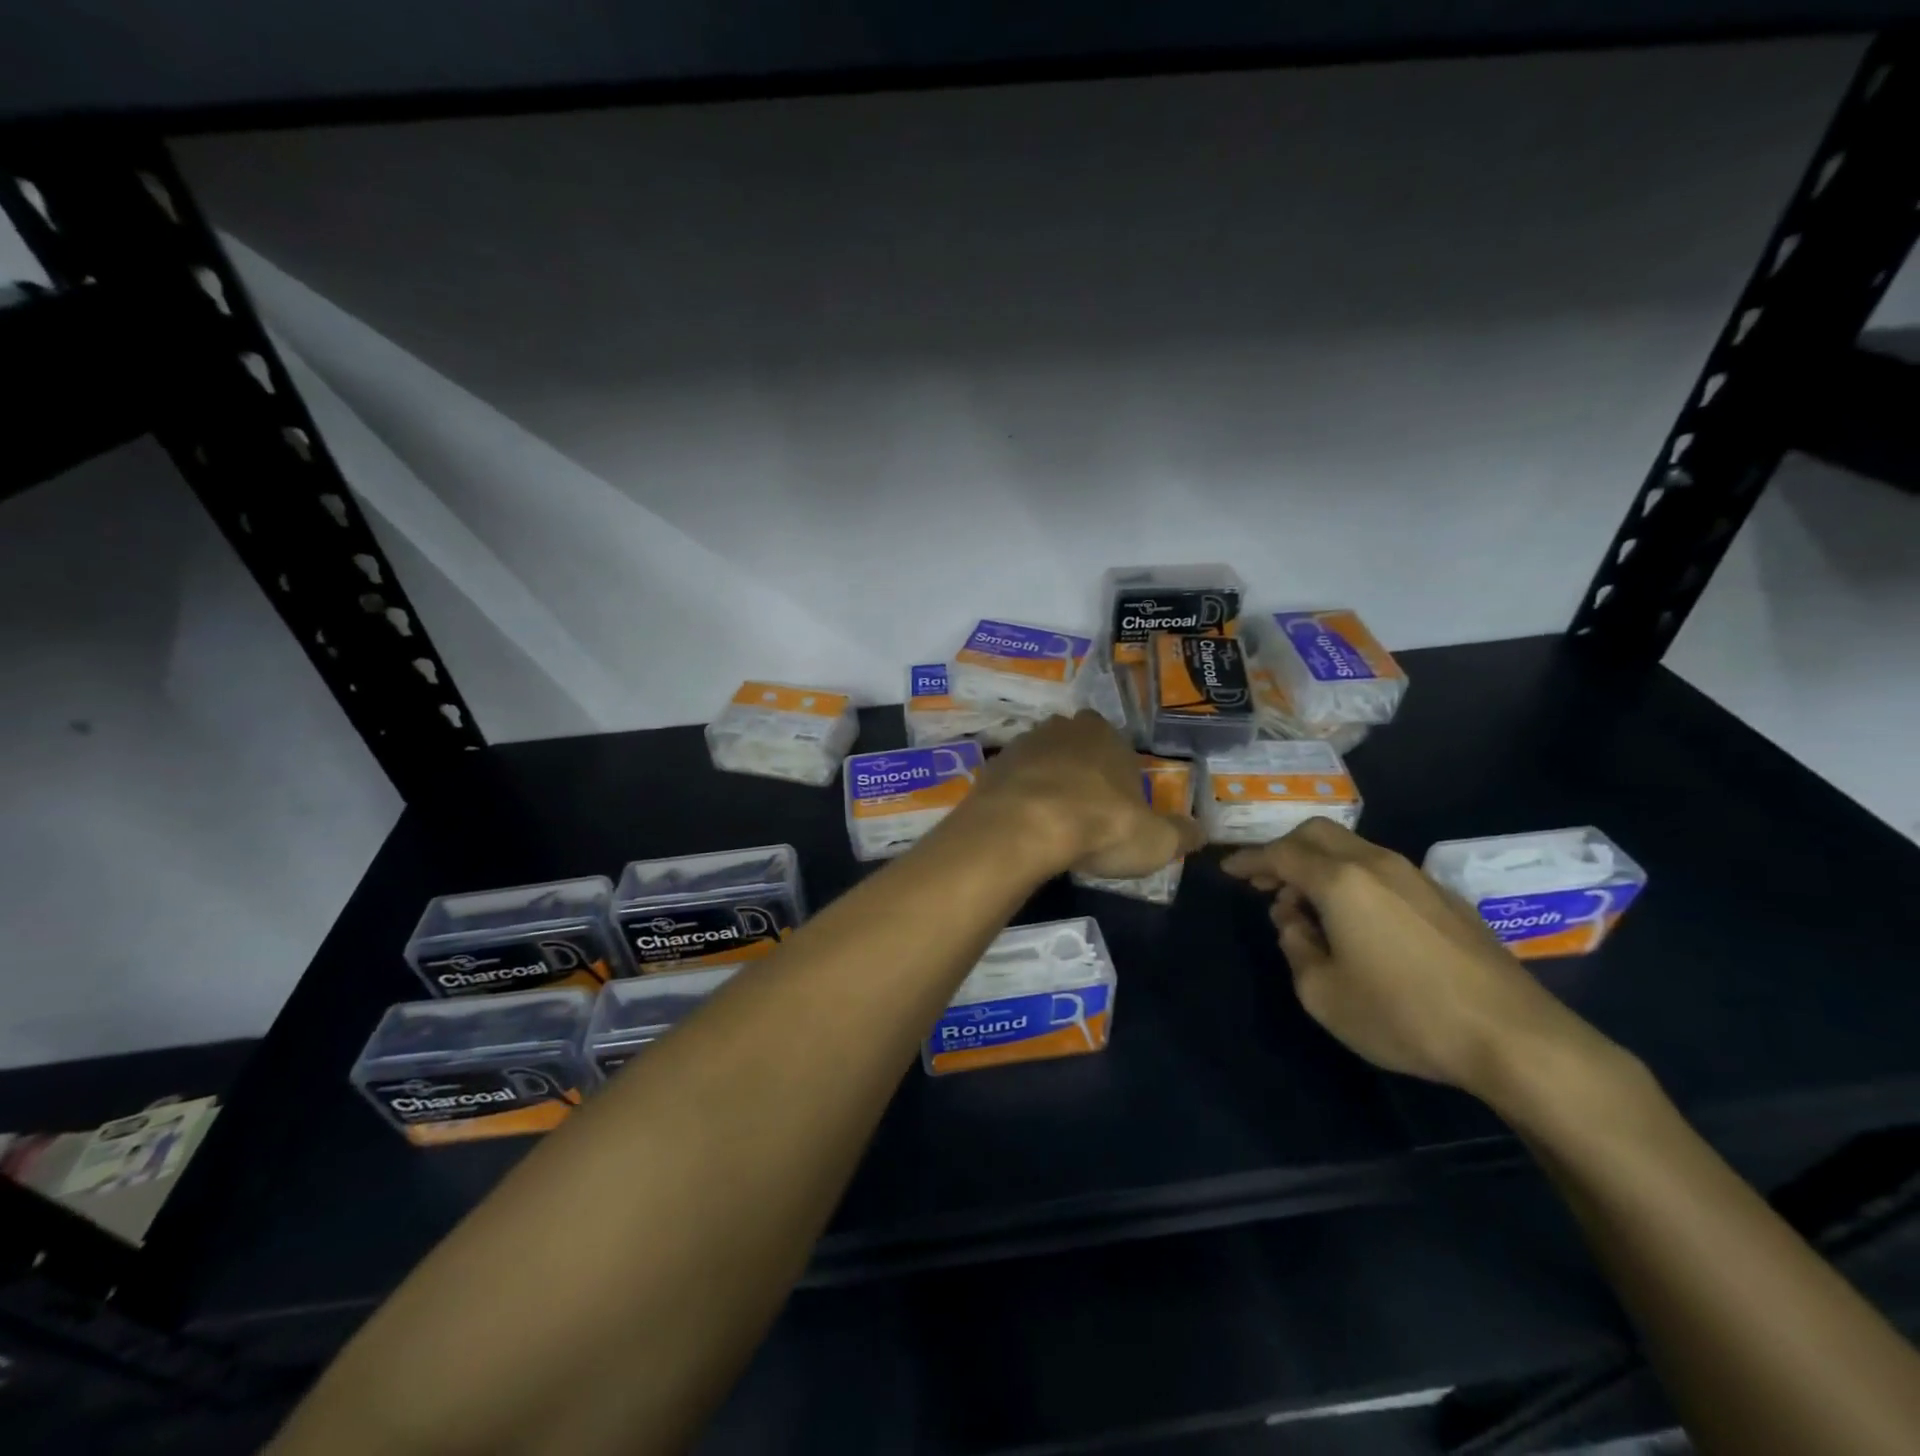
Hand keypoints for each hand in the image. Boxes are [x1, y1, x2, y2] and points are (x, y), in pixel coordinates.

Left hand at [957, 712, 1204, 879]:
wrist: (1023, 827)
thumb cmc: (1099, 824)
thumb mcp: (1155, 839)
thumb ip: (1181, 834)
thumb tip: (1202, 833)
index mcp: (1105, 735)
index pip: (1115, 742)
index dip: (1116, 770)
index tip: (1117, 801)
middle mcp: (1062, 729)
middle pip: (1074, 745)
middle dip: (1079, 770)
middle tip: (1084, 809)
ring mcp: (1021, 745)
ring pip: (1039, 760)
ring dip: (1045, 782)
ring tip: (1051, 822)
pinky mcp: (990, 768)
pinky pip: (1010, 782)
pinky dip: (1017, 799)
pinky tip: (1022, 826)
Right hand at [1221, 819, 1600, 1095]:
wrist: (1514, 1037)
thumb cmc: (1405, 1015)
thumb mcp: (1323, 994)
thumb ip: (1296, 948)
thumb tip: (1295, 923)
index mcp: (1341, 881)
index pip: (1280, 854)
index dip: (1249, 859)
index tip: (1227, 870)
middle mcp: (1376, 865)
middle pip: (1317, 834)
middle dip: (1283, 850)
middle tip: (1264, 881)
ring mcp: (1416, 877)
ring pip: (1352, 849)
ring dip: (1319, 866)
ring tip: (1308, 907)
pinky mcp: (1445, 898)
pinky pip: (1381, 871)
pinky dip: (1352, 880)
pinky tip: (1357, 921)